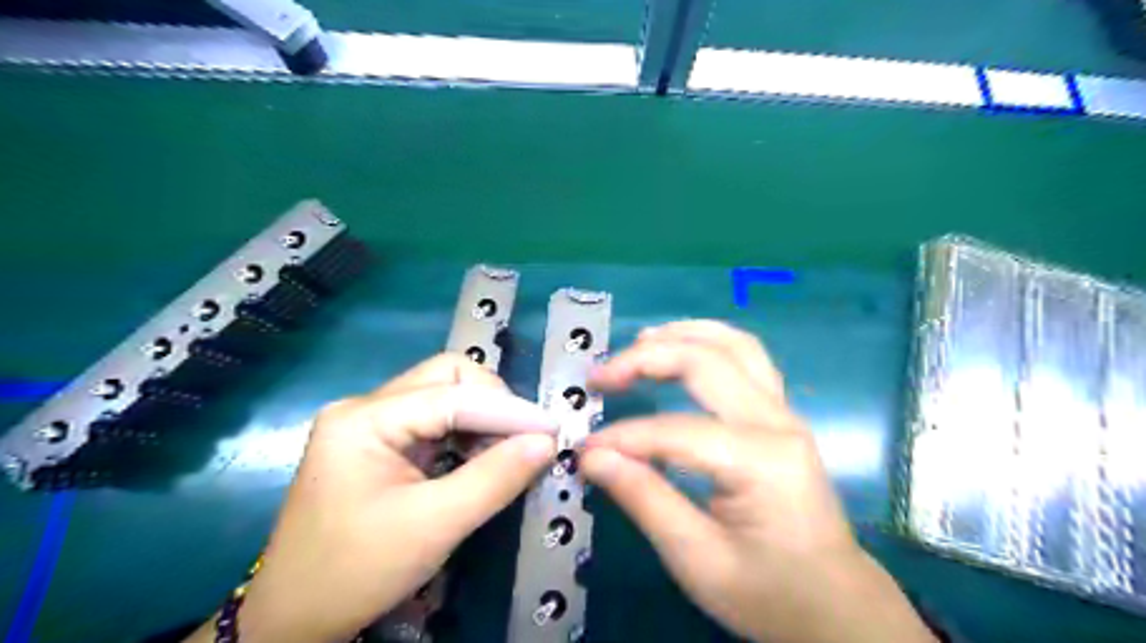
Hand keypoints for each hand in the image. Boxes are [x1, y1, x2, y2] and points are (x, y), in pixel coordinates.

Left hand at [190, 354, 559, 641]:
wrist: (291, 621)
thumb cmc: (356, 572)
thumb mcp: (434, 526)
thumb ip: (495, 478)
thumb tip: (547, 442)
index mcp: (364, 418)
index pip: (452, 395)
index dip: (509, 410)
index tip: (553, 430)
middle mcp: (365, 407)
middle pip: (446, 378)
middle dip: (492, 402)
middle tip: (523, 439)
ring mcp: (370, 423)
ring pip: (444, 395)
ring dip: (483, 417)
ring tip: (508, 452)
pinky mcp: (379, 443)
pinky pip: (435, 420)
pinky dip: (467, 433)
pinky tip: (482, 458)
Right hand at [583, 322, 929, 642]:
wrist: (837, 606)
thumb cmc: (770, 594)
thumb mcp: (698, 560)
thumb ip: (644, 499)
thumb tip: (592, 456)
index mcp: (760, 461)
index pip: (675, 430)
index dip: (623, 436)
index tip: (584, 449)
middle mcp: (777, 422)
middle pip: (705, 363)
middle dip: (645, 359)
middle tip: (600, 377)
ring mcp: (784, 412)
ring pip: (733, 344)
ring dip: (681, 335)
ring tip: (637, 342)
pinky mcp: (781, 415)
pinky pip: (746, 358)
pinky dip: (708, 342)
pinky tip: (681, 347)